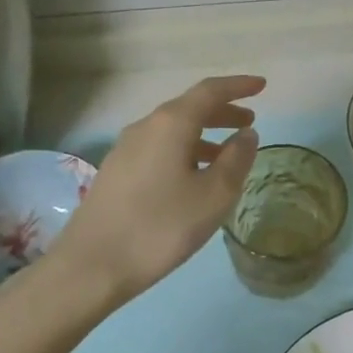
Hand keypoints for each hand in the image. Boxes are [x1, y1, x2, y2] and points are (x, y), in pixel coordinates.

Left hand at [53, 75, 263, 299]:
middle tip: (249, 122)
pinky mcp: (116, 171)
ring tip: (226, 154)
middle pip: (190, 107)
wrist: (91, 266)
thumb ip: (237, 159)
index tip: (262, 86)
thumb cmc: (161, 227)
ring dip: (204, 134)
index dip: (239, 86)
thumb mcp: (214, 196)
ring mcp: (126, 148)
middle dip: (222, 111)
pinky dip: (184, 150)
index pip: (210, 91)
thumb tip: (247, 134)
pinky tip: (193, 177)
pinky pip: (159, 147)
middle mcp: (146, 126)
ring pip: (173, 130)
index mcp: (171, 123)